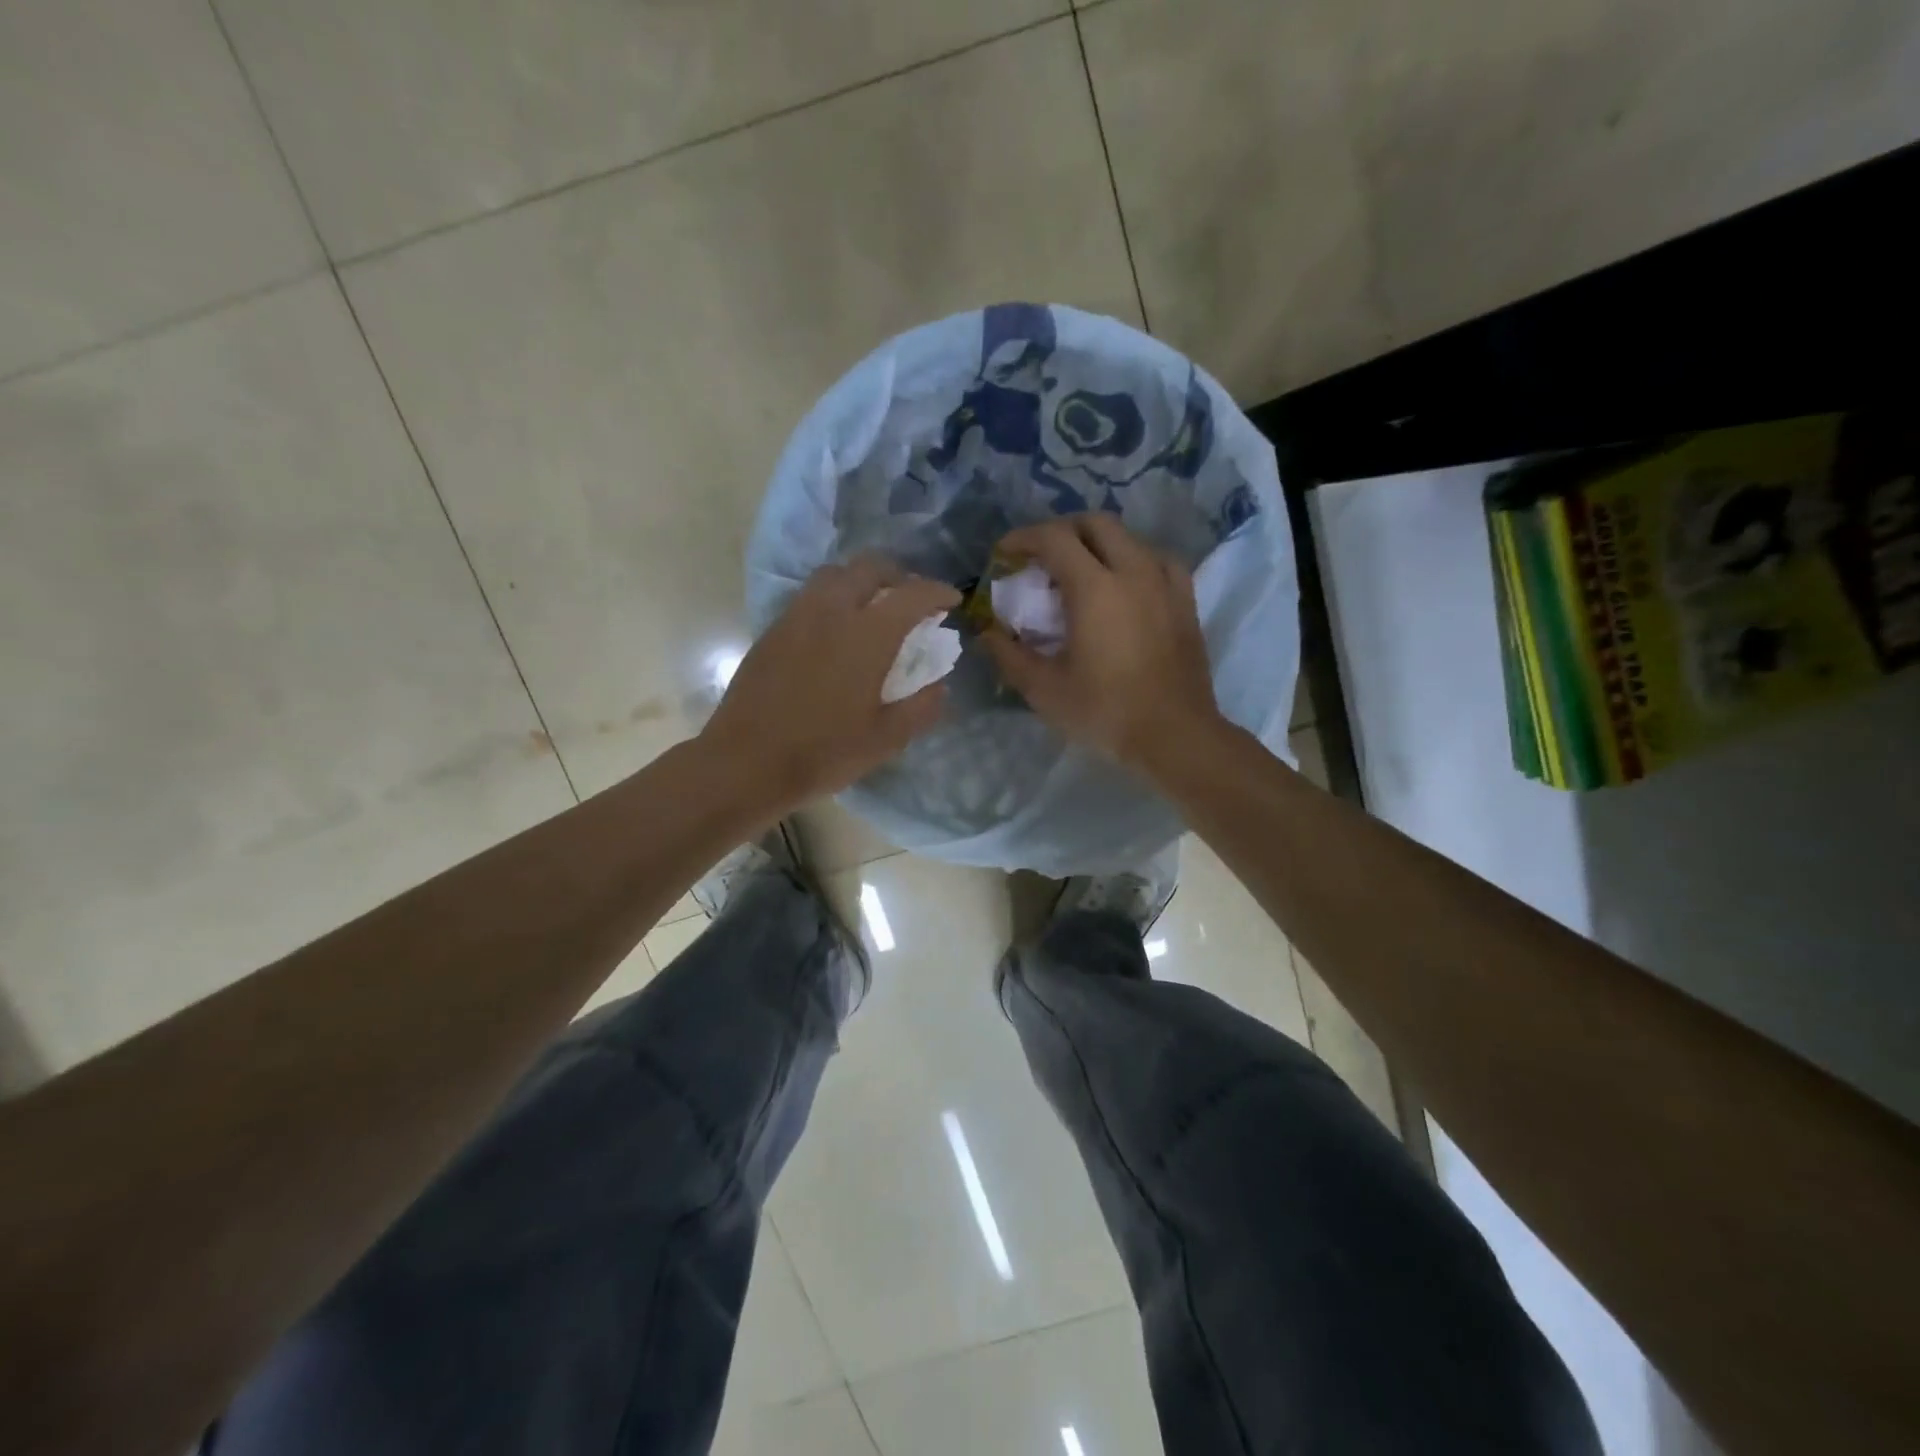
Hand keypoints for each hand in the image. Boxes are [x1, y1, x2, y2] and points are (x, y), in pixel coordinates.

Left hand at [703, 557, 959, 812]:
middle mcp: (832, 611)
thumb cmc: (823, 753)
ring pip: (834, 575)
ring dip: (861, 581)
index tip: (951, 601)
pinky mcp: (772, 631)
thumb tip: (940, 687)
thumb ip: (921, 708)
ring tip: (873, 608)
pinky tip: (836, 631)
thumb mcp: (886, 740)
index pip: (912, 595)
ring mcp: (796, 617)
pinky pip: (810, 597)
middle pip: (869, 567)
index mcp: (868, 635)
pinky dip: (833, 598)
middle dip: (898, 575)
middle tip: (911, 599)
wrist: (745, 763)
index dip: (937, 592)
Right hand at [982, 515, 1220, 775]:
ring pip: (1129, 537)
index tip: (1005, 553)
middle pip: (1095, 523)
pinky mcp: (1186, 600)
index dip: (1023, 538)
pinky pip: (1158, 559)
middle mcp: (1132, 571)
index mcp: (1095, 588)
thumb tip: (987, 633)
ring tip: (1082, 569)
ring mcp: (1165, 583)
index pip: (1054, 538)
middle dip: (1062, 530)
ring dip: (1098, 542)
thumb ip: (1009, 655)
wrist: (1175, 734)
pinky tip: (1127, 583)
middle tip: (1041, 556)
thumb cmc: (1105, 711)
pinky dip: (1134, 559)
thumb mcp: (1044, 689)